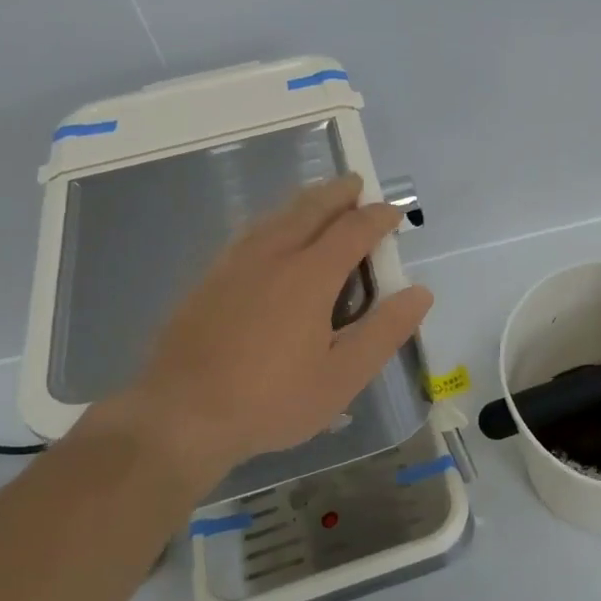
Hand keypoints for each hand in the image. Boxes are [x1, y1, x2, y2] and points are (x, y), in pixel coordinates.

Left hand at [103, 175, 432, 492]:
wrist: (179, 416)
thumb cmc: (271, 400)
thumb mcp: (342, 377)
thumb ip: (384, 331)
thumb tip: (420, 292)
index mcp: (310, 275)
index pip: (353, 229)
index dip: (378, 217)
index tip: (394, 213)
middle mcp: (273, 256)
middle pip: (311, 208)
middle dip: (339, 193)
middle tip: (357, 184)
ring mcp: (235, 264)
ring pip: (276, 216)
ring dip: (305, 201)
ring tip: (320, 199)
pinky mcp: (208, 279)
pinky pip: (250, 232)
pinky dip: (274, 220)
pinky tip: (270, 233)